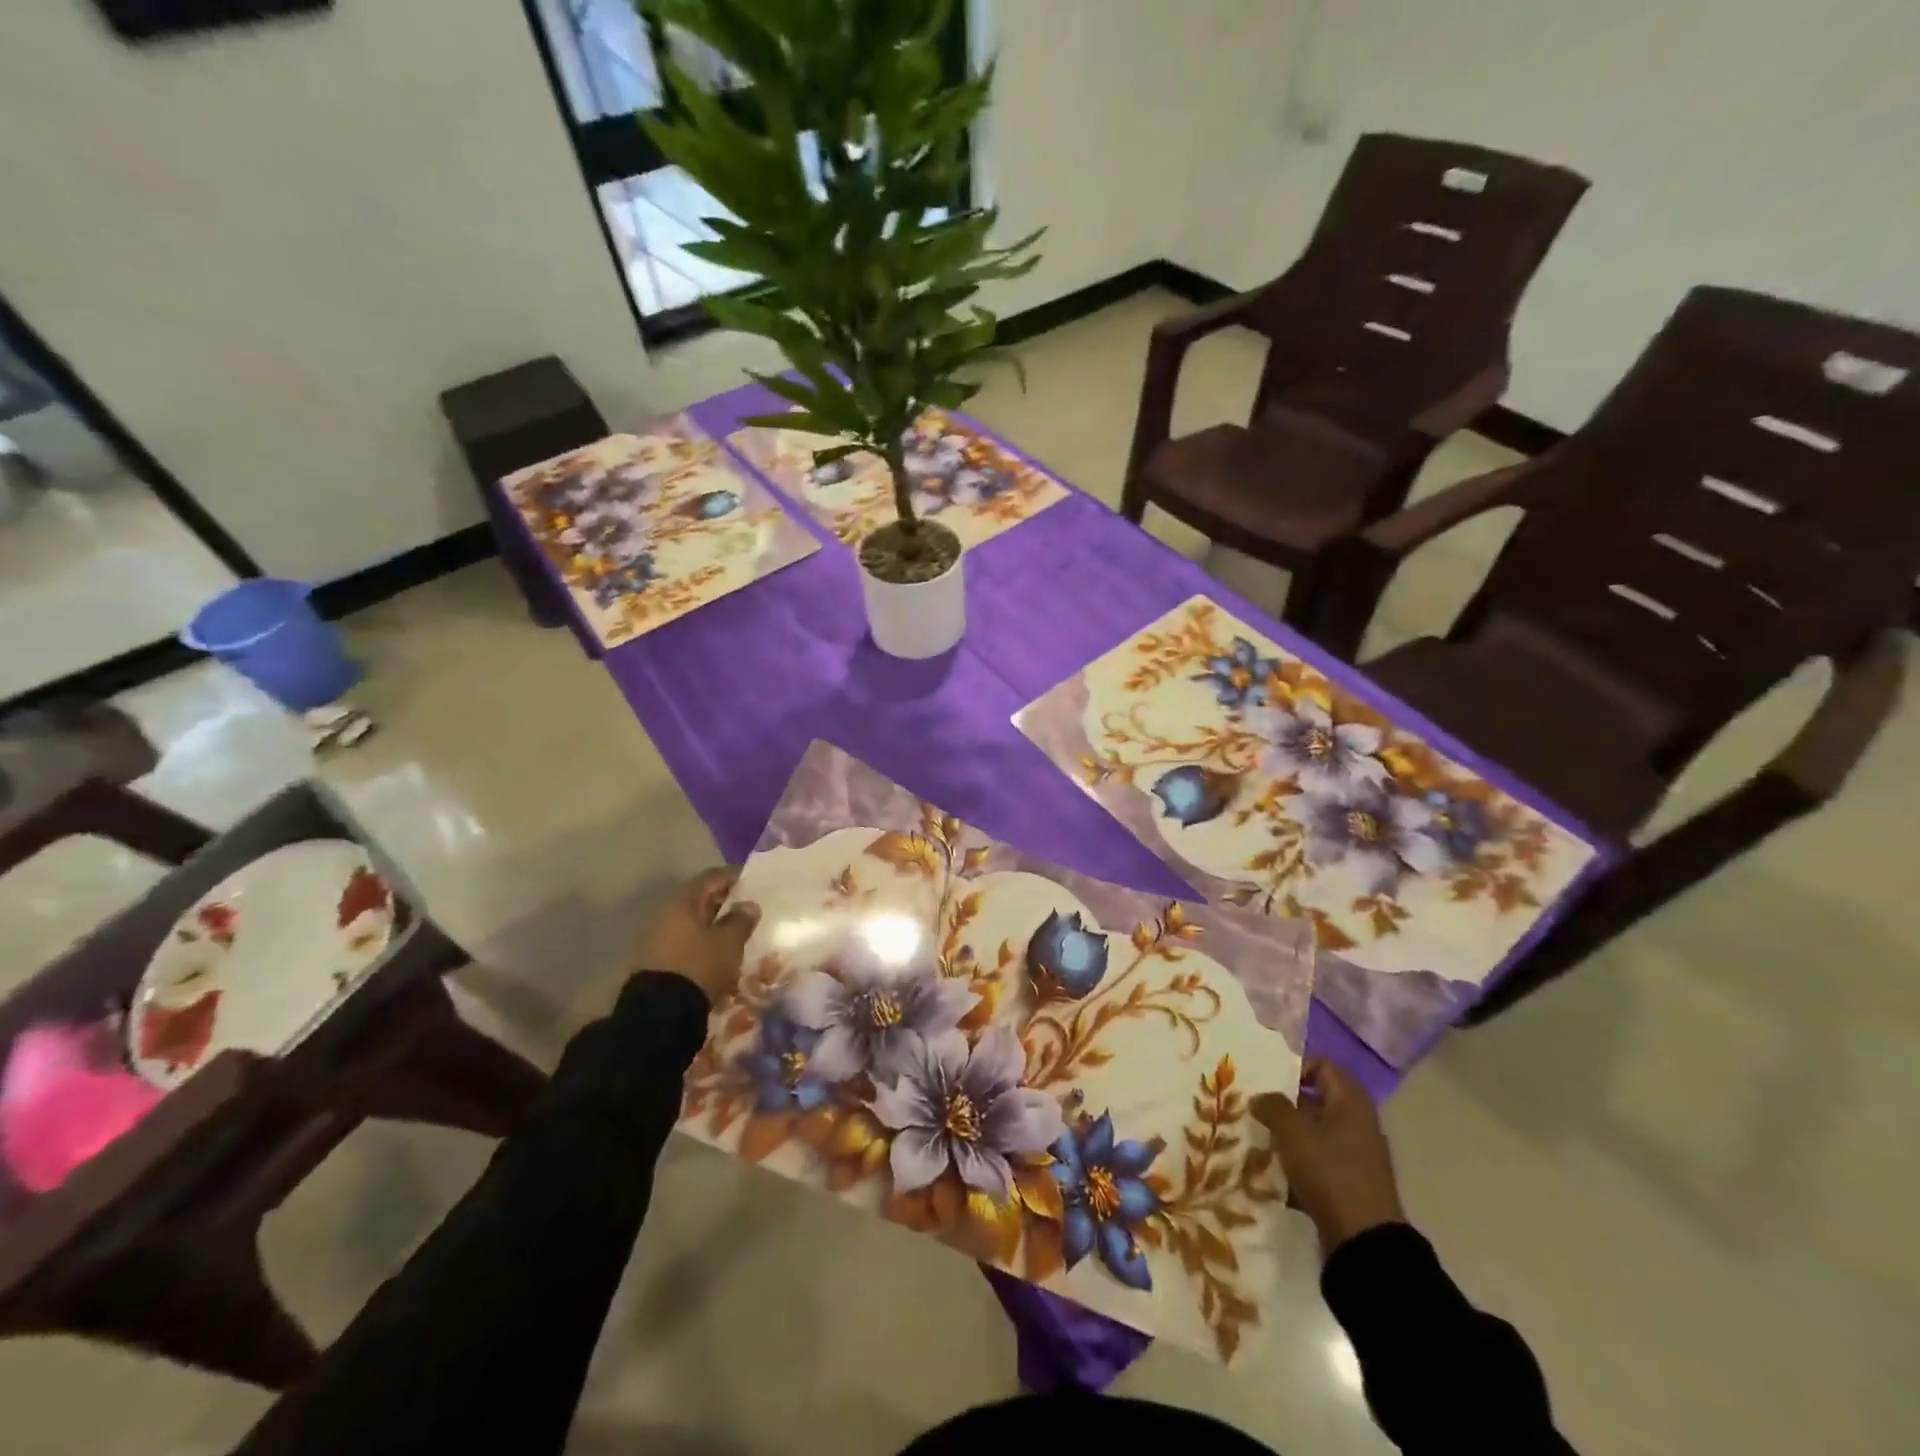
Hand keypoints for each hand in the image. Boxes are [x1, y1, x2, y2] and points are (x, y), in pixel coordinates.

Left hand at [633, 868, 760, 1005]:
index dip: (735, 877)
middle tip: (749, 909)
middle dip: (725, 902)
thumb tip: (748, 905)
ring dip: (714, 924)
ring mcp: (658, 937)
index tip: (754, 882)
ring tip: (737, 933)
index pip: (712, 877)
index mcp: (683, 901)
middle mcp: (666, 913)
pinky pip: (686, 941)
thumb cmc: (699, 965)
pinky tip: (719, 953)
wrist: (660, 1013)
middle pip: (700, 899)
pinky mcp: (657, 960)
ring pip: (693, 922)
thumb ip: (741, 920)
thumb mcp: (729, 942)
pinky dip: (703, 942)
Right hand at [1252, 1057, 1405, 1258]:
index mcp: (1351, 1102)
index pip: (1322, 1065)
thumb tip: (1260, 1097)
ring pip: (1314, 1130)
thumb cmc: (1330, 1173)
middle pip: (1316, 1098)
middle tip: (1255, 1107)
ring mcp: (1356, 1154)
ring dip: (1288, 1133)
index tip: (1267, 1080)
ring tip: (1259, 1138)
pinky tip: (1274, 1169)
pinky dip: (1298, 1160)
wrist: (1364, 1243)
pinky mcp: (1349, 1181)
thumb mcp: (1293, 1133)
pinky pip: (1318, 1158)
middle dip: (1284, 1102)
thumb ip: (1272, 1106)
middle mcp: (1358, 1122)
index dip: (1294, 1066)